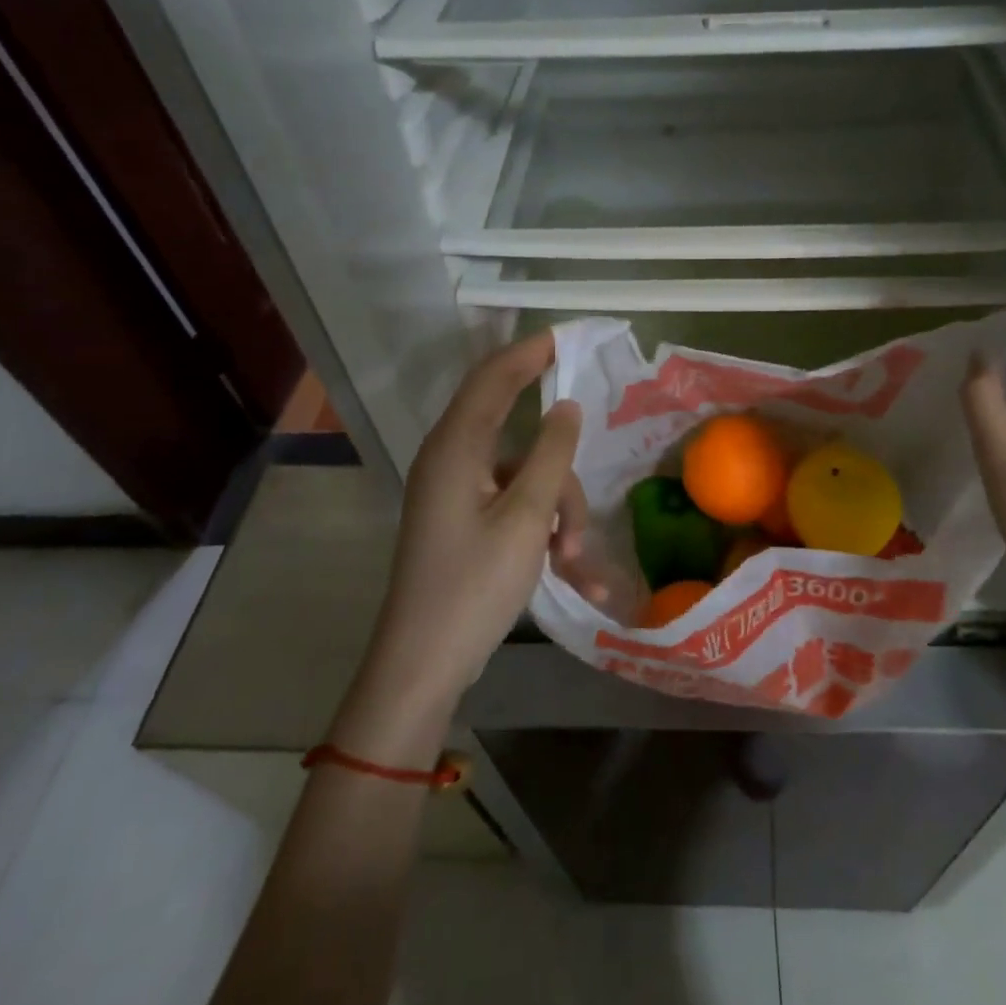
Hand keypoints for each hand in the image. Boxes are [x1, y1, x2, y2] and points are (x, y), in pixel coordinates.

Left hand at [360, 332, 585, 717]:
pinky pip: (515, 509)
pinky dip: (543, 531)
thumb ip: (551, 454)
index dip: (529, 352)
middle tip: (583, 503)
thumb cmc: (474, 585)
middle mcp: (451, 461)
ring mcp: (457, 494)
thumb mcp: (526, 518)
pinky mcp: (464, 523)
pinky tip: (574, 576)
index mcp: (456, 448)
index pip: (493, 378)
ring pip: (525, 477)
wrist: (422, 666)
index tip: (568, 338)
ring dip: (558, 511)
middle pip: (518, 436)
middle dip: (559, 469)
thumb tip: (567, 406)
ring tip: (576, 561)